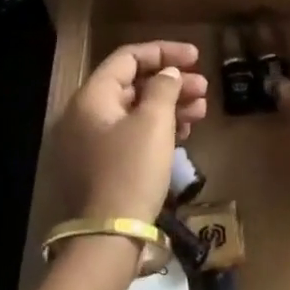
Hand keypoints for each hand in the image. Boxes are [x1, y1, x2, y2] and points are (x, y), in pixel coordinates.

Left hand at [54, 41, 209, 222]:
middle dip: (171, 83)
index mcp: (92, 97)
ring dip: (169, 106)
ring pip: (134, 111)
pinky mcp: (100, 166)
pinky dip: (157, 129)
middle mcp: (85, 114)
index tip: (196, 57)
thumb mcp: (154, 122)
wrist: (109, 237)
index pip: (128, 58)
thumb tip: (168, 73)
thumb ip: (164, 88)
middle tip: (204, 88)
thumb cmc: (132, 170)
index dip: (164, 52)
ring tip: (201, 111)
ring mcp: (90, 142)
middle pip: (132, 84)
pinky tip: (184, 134)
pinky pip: (130, 134)